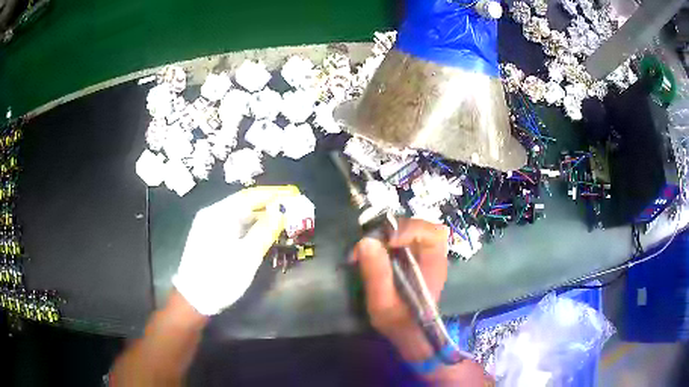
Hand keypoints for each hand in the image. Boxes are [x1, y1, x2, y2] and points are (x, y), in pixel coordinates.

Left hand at [173, 185, 300, 315]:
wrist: (194, 300)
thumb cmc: (221, 277)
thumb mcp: (247, 256)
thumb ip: (264, 231)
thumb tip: (280, 211)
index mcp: (218, 214)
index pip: (249, 196)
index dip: (272, 194)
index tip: (292, 194)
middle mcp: (212, 214)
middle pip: (243, 203)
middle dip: (267, 205)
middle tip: (289, 208)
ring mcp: (208, 226)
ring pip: (238, 215)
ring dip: (259, 216)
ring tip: (280, 219)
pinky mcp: (209, 237)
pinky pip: (232, 225)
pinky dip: (248, 226)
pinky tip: (261, 232)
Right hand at [351, 218, 448, 361]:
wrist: (408, 335)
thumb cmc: (400, 323)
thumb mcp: (384, 305)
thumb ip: (377, 276)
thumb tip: (366, 242)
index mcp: (433, 266)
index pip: (432, 233)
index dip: (410, 229)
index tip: (386, 240)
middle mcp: (432, 256)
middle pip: (417, 226)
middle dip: (390, 231)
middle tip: (366, 246)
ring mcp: (422, 255)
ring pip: (406, 231)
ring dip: (384, 235)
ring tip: (364, 251)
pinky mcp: (411, 258)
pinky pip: (399, 240)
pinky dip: (383, 242)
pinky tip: (370, 256)